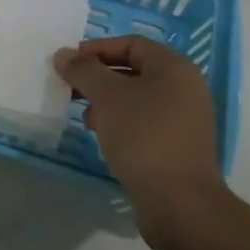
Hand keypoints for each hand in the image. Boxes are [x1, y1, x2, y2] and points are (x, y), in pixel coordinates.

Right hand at [53, 35, 229, 245]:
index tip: (70, 63)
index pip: (131, 44)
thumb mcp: (107, 97)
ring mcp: (185, 120)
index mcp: (175, 68)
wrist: (180, 205)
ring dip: (108, 102)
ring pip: (138, 98)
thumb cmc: (144, 137)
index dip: (98, 49)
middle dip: (99, 77)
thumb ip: (83, 70)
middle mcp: (185, 89)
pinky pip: (145, 122)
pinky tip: (104, 137)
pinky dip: (122, 122)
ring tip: (86, 117)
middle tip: (72, 88)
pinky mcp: (179, 147)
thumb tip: (63, 54)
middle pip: (134, 70)